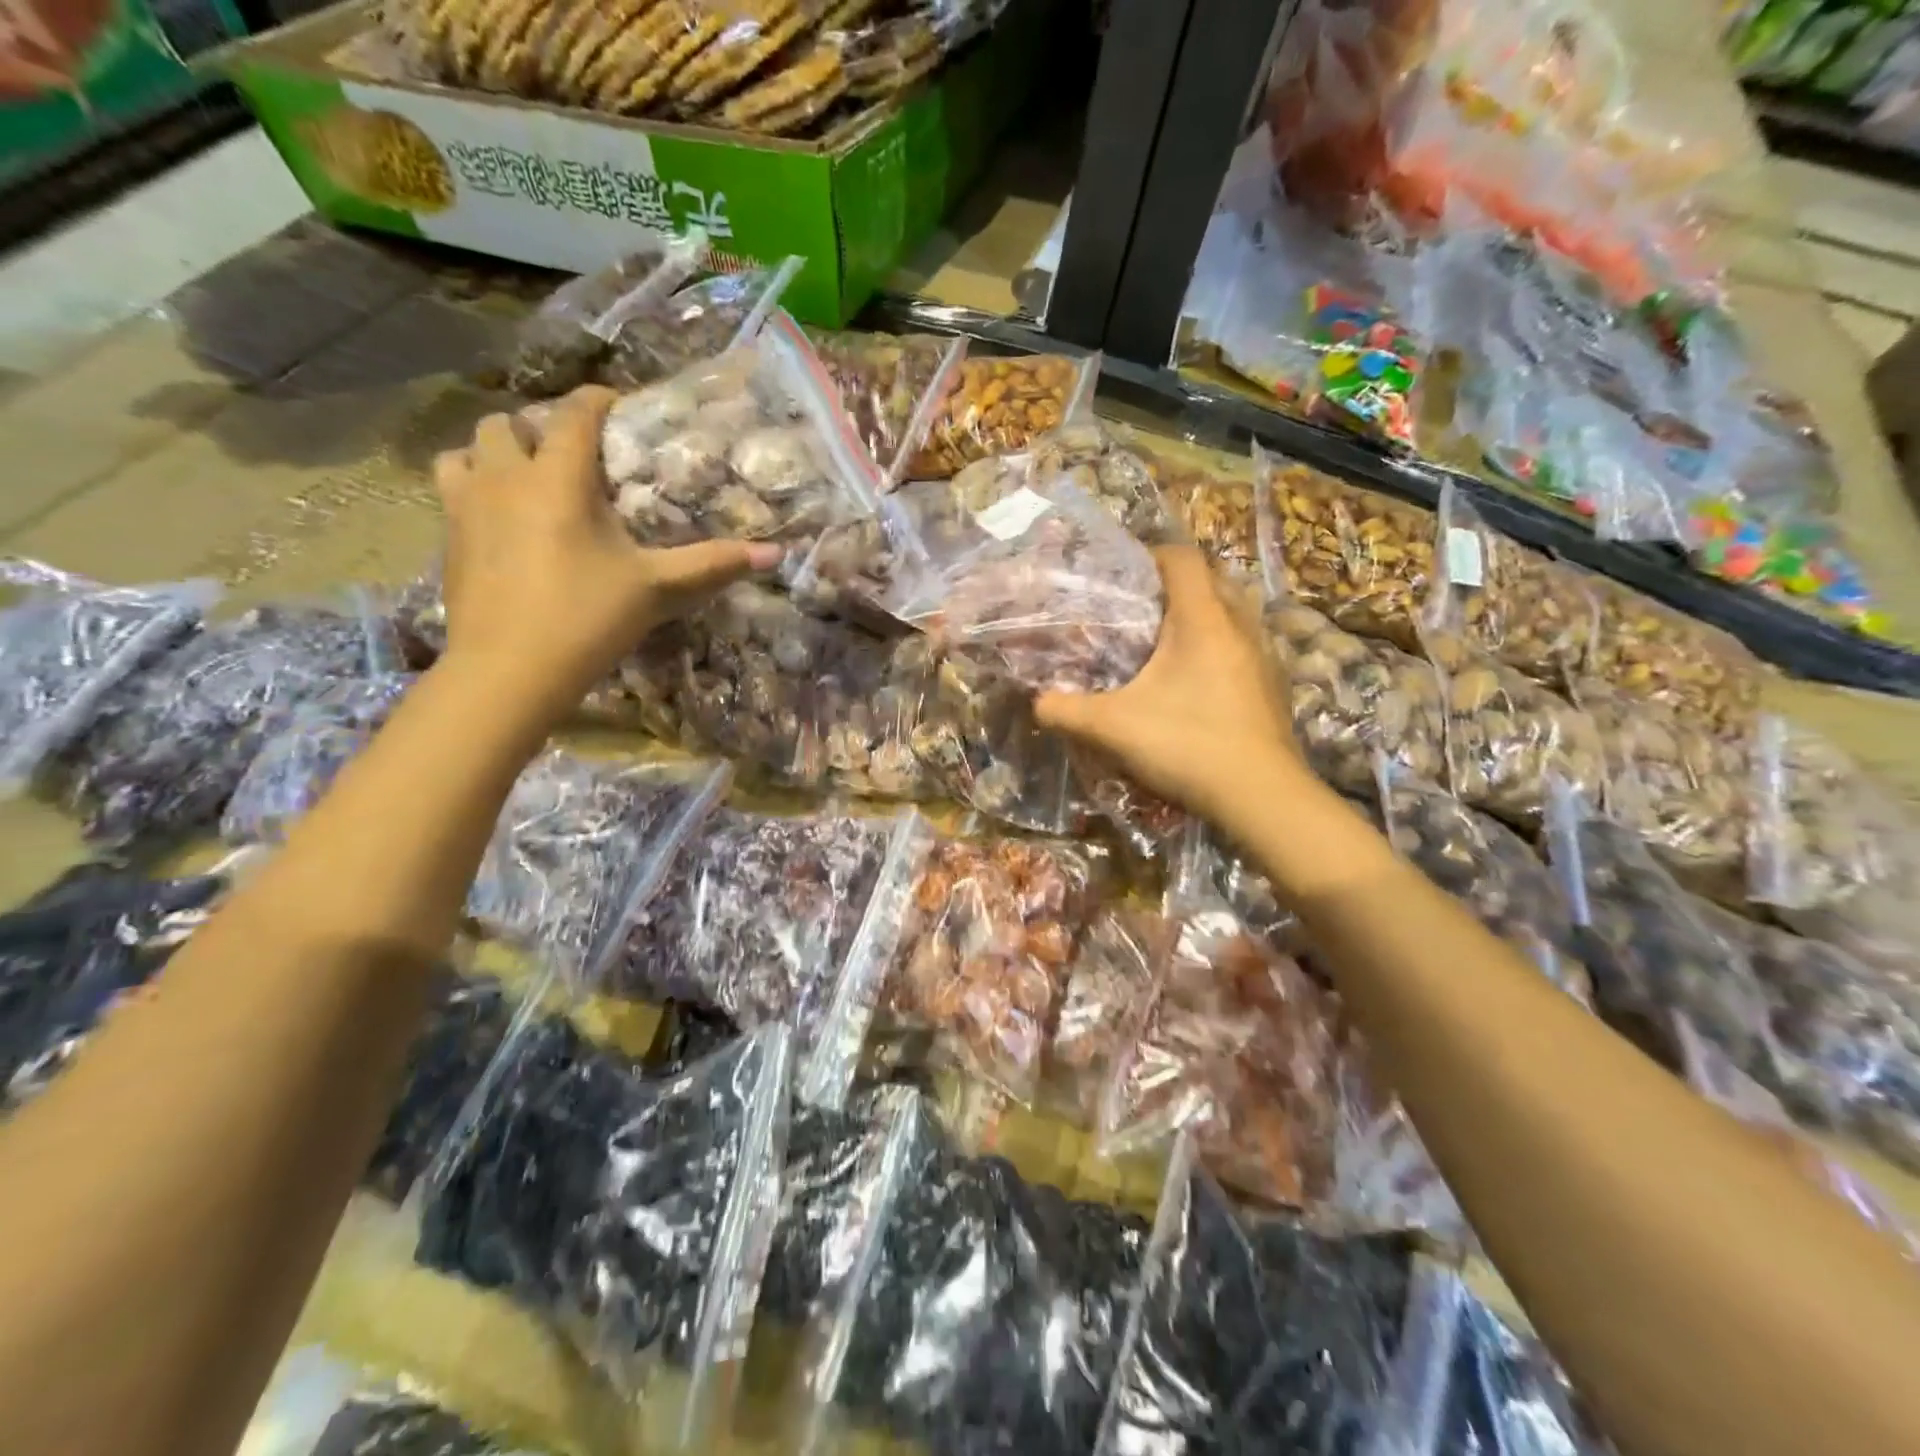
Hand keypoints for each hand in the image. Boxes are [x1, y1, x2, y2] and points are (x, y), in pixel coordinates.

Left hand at [434, 386, 779, 719]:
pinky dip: (474, 490)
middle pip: (507, 422)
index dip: (599, 400)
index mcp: (559, 478)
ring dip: (494, 454)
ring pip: (466, 450)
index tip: (620, 407)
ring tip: (524, 480)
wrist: (509, 670)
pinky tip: (501, 523)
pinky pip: (452, 491)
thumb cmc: (588, 618)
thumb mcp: (657, 589)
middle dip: (538, 428)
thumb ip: (713, 565)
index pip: (575, 413)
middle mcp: (505, 477)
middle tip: (571, 457)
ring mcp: (465, 506)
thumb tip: (774, 554)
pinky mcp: (447, 539)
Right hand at [1034, 546, 1313, 835]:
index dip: (1152, 555)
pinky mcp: (1274, 686)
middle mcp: (1240, 626)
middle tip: (1141, 607)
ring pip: (1234, 614)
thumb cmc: (1186, 744)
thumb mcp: (1113, 727)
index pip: (1182, 559)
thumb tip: (1037, 703)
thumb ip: (1066, 711)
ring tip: (1168, 641)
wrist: (1261, 797)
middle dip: (1177, 585)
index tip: (1125, 571)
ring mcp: (1264, 656)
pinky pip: (1245, 646)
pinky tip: (1197, 681)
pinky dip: (1220, 647)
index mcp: (1202, 619)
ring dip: (1203, 616)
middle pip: (1212, 580)